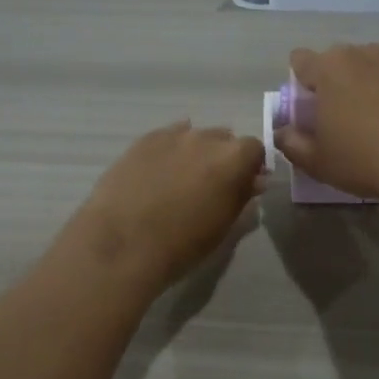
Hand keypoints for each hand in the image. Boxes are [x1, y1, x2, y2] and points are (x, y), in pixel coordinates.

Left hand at [64, 122, 265, 295]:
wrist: (123, 243)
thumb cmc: (182, 243)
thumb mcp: (223, 226)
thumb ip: (242, 196)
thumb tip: (253, 180)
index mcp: (233, 159)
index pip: (255, 148)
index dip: (251, 165)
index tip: (244, 184)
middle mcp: (205, 138)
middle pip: (224, 138)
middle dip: (223, 157)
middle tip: (212, 184)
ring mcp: (172, 136)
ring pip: (194, 135)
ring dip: (196, 152)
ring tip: (182, 179)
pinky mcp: (143, 140)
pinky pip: (166, 137)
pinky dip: (170, 150)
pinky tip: (160, 170)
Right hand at [276, 45, 378, 201]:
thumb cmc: (361, 160)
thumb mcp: (314, 161)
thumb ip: (290, 142)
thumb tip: (284, 132)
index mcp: (330, 68)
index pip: (301, 61)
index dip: (302, 83)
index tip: (311, 109)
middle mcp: (366, 54)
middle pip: (343, 61)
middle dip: (341, 82)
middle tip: (347, 118)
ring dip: (376, 85)